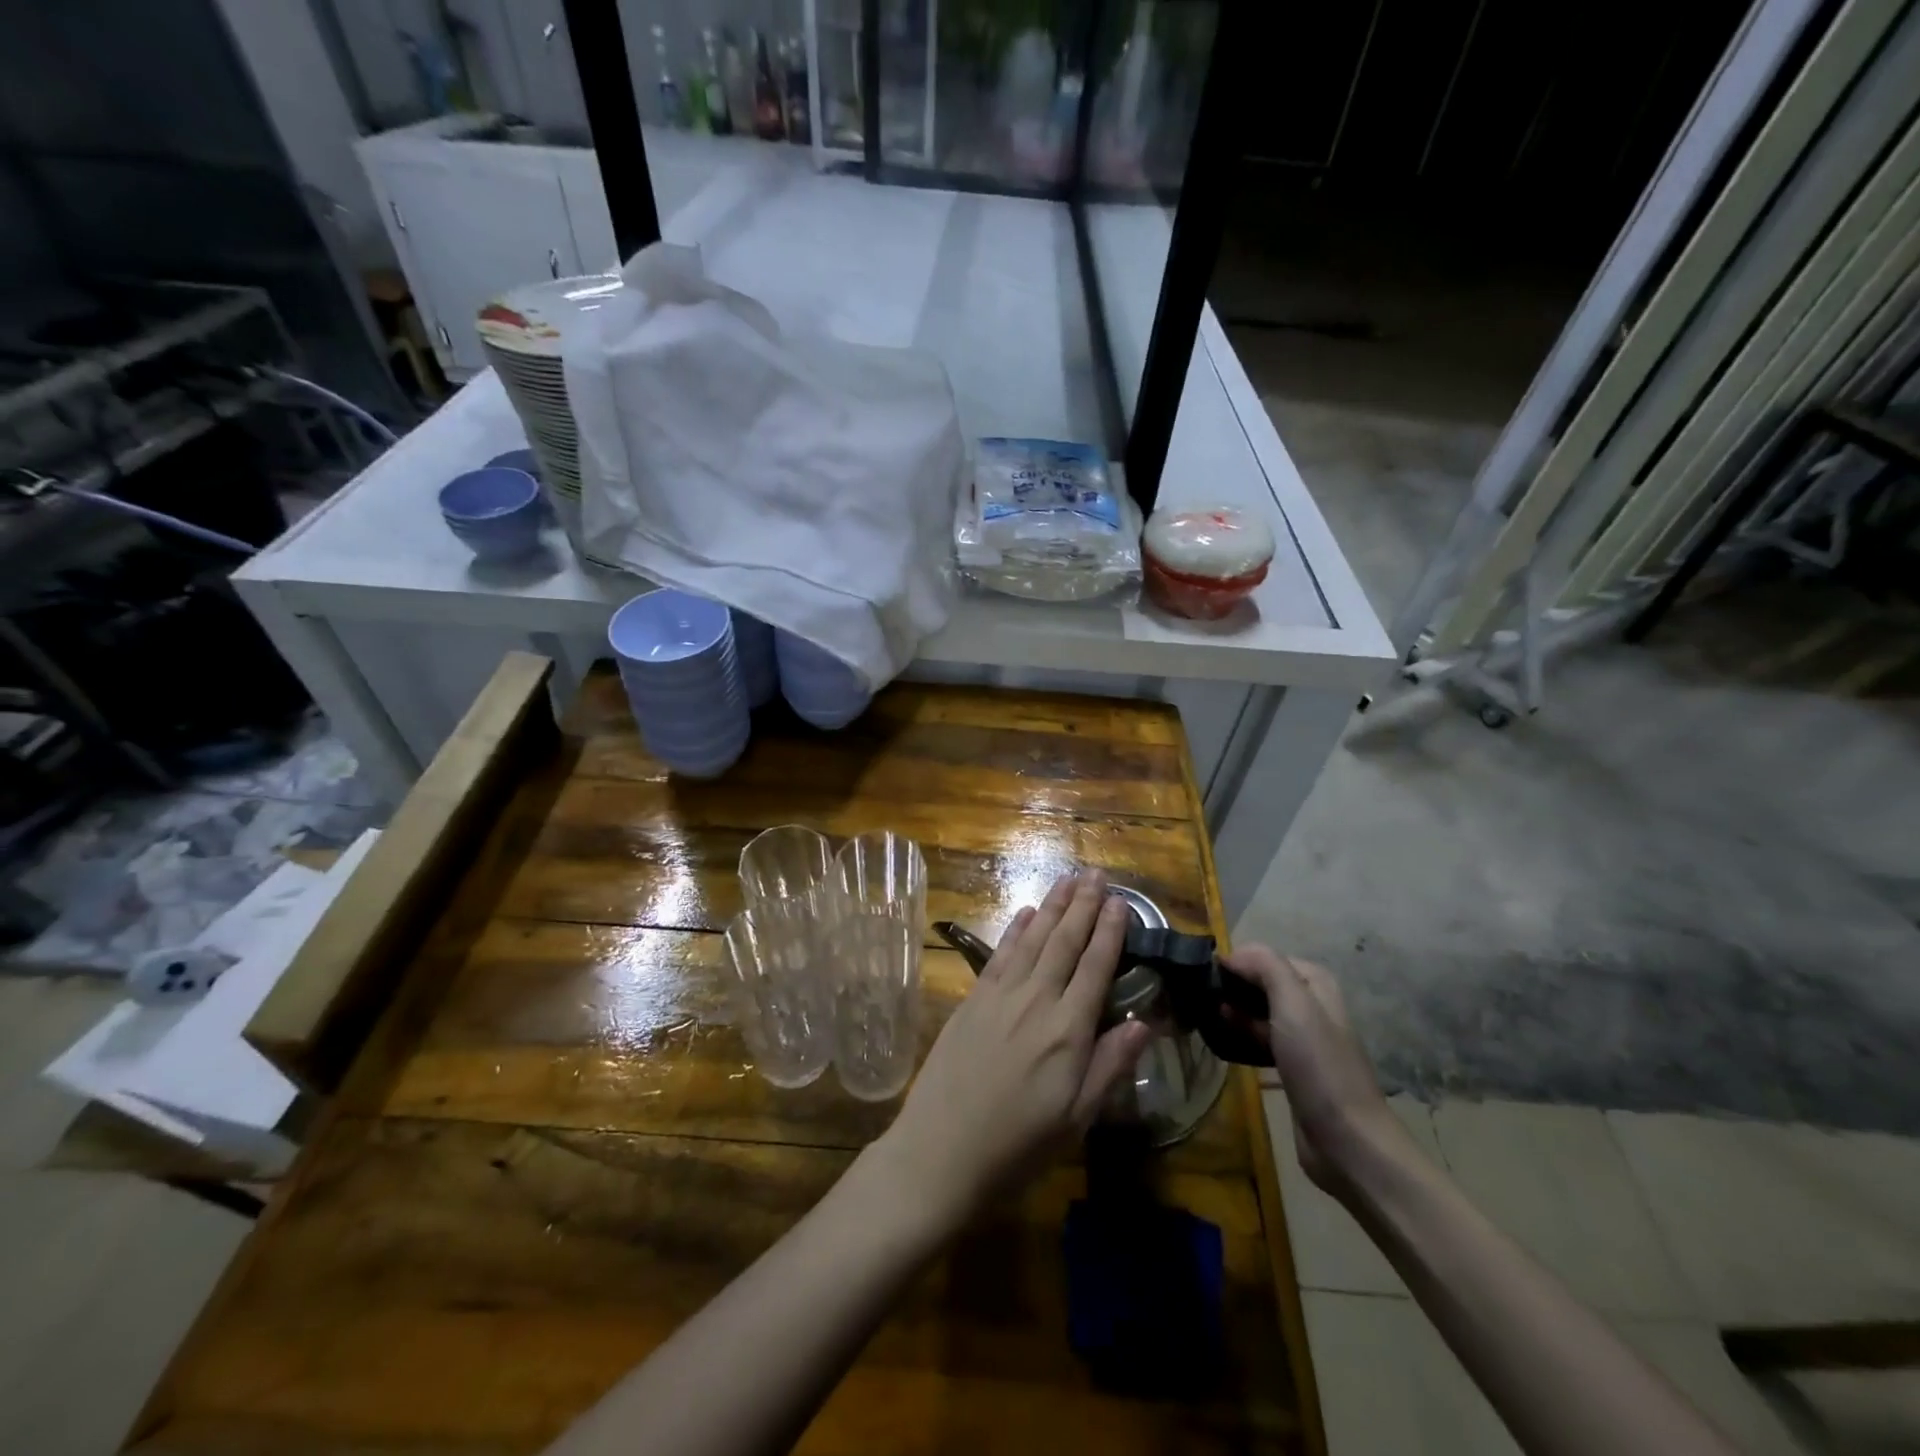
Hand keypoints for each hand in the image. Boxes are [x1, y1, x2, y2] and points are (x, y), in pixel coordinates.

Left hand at [873, 869, 1152, 1228]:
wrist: (941, 1151)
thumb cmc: (1019, 1145)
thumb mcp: (1077, 1118)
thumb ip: (1111, 1065)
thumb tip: (1147, 1023)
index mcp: (1068, 1030)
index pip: (1095, 967)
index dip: (1110, 932)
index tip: (1120, 902)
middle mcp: (1036, 1000)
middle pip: (1064, 942)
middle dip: (1083, 905)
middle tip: (1096, 874)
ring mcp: (1000, 996)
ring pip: (1032, 939)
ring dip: (1052, 907)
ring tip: (1067, 880)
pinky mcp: (972, 999)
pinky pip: (999, 954)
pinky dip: (1015, 929)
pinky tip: (1025, 912)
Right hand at [1221, 946, 1411, 1199]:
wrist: (1345, 1140)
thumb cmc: (1318, 1065)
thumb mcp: (1294, 1004)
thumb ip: (1266, 967)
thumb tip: (1232, 955)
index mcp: (1315, 984)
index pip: (1266, 957)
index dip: (1237, 961)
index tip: (1206, 975)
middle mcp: (1311, 1006)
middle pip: (1262, 983)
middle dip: (1232, 985)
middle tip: (1198, 995)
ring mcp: (1303, 1038)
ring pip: (1259, 1011)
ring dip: (1234, 1011)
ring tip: (1203, 1015)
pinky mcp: (1292, 1067)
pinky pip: (1260, 1039)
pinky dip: (1241, 1035)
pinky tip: (1220, 1040)